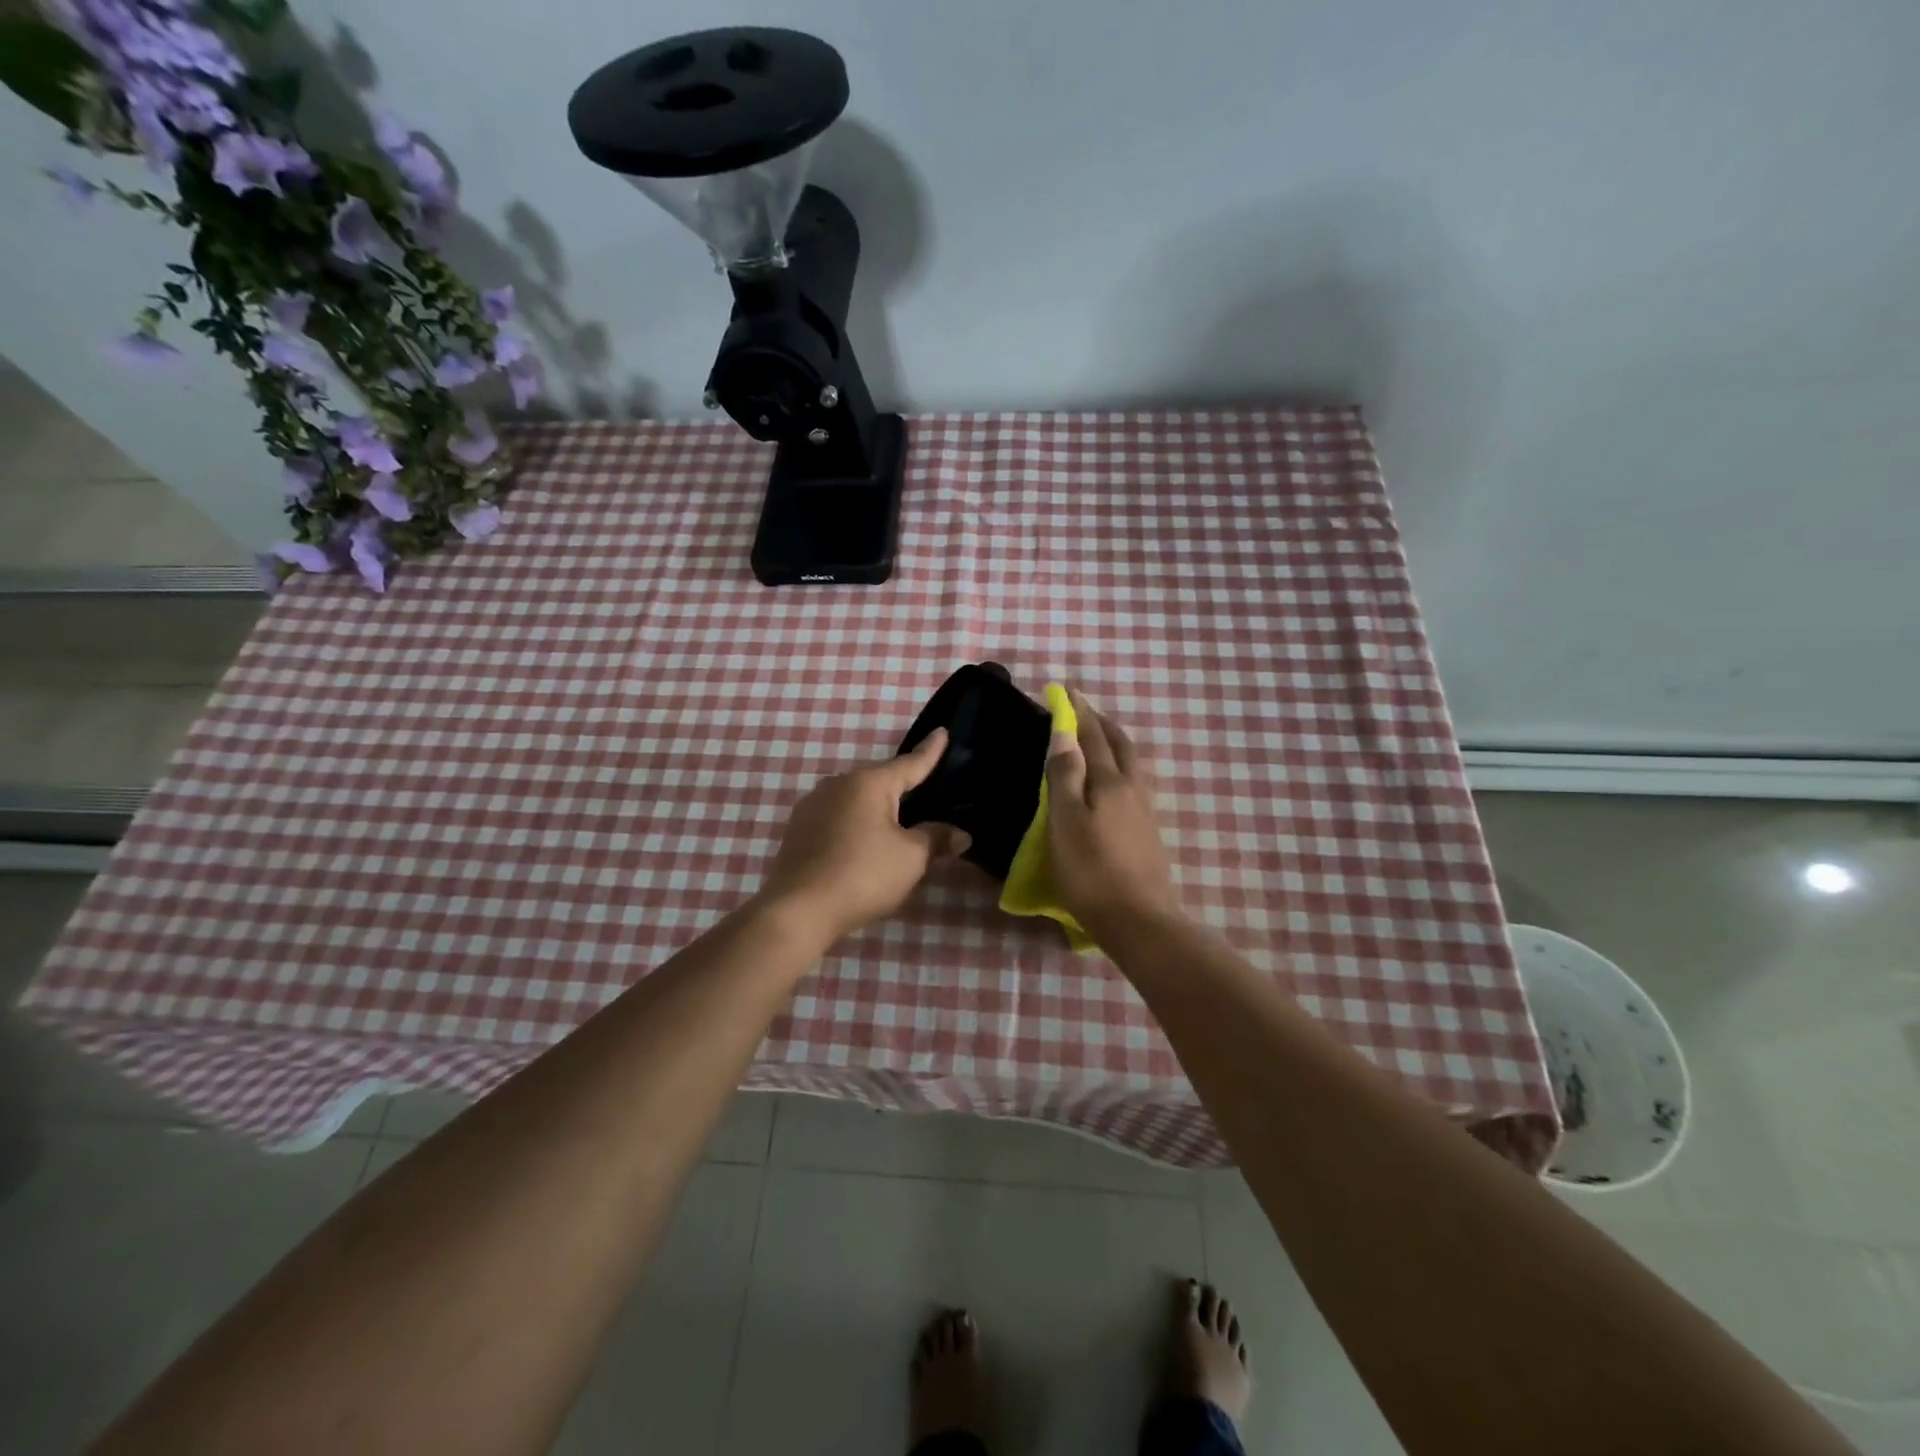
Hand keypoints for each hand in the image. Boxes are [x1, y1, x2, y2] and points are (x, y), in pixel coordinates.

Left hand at [757, 730, 970, 944]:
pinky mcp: (798, 829)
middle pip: (880, 780)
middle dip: (902, 785)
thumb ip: (937, 839)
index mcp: (869, 783)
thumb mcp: (911, 858)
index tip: (942, 731)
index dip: (930, 751)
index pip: (910, 763)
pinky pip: (838, 816)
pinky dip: (855, 823)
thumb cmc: (863, 875)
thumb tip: (961, 834)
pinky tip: (862, 841)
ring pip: (856, 799)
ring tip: (895, 821)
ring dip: (876, 807)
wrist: (798, 910)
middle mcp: (838, 784)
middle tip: (925, 790)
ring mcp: (813, 805)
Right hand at [1046, 689, 1182, 938]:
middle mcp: (1133, 788)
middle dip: (1100, 722)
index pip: (1091, 736)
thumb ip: (1065, 776)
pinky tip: (1114, 781)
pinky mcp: (1149, 831)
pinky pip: (1135, 782)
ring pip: (1132, 763)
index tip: (1065, 690)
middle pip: (1119, 744)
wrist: (1138, 920)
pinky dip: (1122, 766)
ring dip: (1114, 743)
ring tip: (1098, 739)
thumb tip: (1064, 733)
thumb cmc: (1091, 871)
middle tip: (1082, 710)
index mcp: (1110, 781)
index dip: (1078, 712)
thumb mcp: (1066, 822)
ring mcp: (1145, 810)